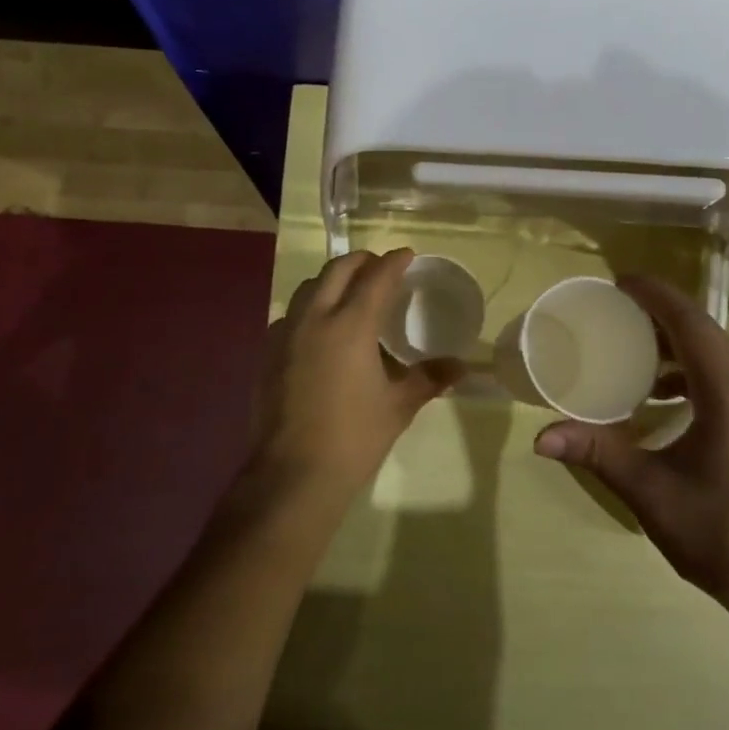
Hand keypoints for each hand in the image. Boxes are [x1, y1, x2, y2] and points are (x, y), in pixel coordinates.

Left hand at [247, 249, 461, 503]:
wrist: (293, 474)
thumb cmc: (353, 437)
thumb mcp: (398, 406)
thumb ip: (429, 378)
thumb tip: (461, 366)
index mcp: (350, 325)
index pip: (376, 278)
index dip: (393, 262)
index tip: (406, 255)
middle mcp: (315, 319)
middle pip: (336, 270)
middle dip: (361, 261)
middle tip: (380, 268)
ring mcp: (285, 334)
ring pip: (309, 288)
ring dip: (332, 280)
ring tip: (351, 293)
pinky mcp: (268, 354)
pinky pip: (291, 315)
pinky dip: (311, 308)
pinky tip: (321, 330)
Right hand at [534, 276, 728, 619]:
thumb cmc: (722, 535)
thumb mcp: (652, 494)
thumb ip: (599, 455)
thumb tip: (541, 437)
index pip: (691, 324)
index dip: (656, 296)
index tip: (620, 281)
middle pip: (705, 332)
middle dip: (661, 313)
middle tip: (616, 308)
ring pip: (717, 355)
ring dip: (676, 344)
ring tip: (632, 348)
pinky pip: (724, 379)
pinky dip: (689, 372)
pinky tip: (660, 397)